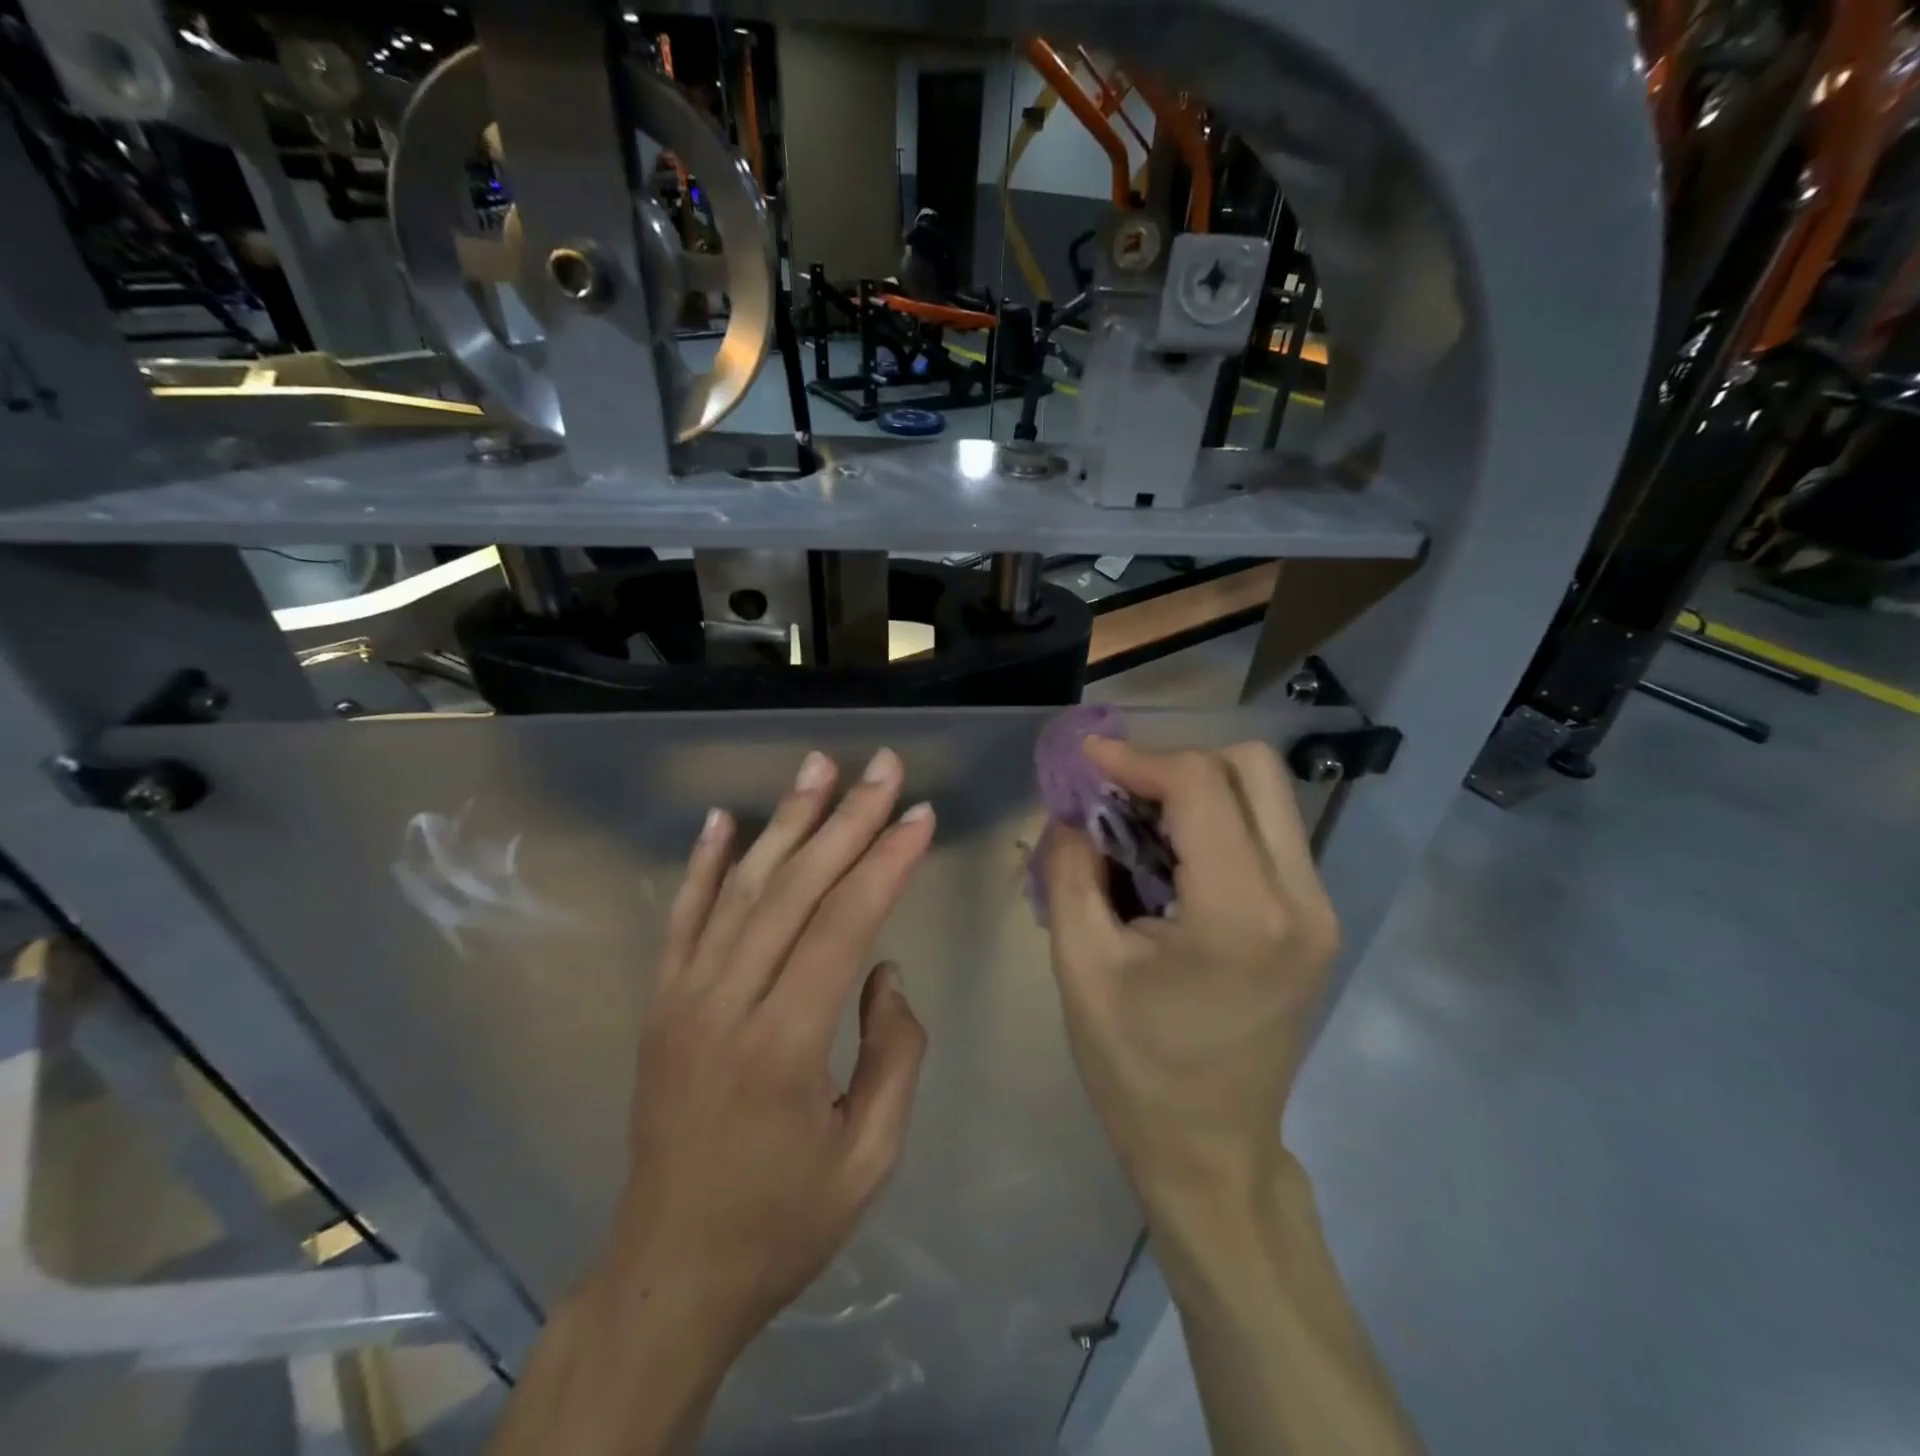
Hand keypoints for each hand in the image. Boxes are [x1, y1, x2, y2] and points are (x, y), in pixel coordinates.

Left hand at [588, 746, 935, 1361]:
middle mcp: (726, 1003)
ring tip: (818, 765)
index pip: (844, 924)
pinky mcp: (660, 1002)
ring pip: (741, 887)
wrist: (668, 1273)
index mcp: (784, 1044)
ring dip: (786, 820)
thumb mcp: (870, 1157)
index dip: (886, 862)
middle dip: (848, 818)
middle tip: (885, 767)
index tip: (921, 813)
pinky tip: (723, 818)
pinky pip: (682, 917)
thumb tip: (886, 971)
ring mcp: (682, 997)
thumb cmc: (782, 1222)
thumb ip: (894, 1054)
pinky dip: (703, 862)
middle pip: (795, 888)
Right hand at [1040, 738, 1337, 1212]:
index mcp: (1242, 914)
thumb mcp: (1080, 964)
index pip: (1200, 784)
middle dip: (1176, 763)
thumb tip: (1072, 808)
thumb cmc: (1135, 1069)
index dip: (1136, 758)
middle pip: (1252, 768)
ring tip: (1137, 821)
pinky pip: (1269, 832)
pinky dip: (1217, 819)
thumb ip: (1071, 868)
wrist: (1211, 1152)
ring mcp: (1319, 909)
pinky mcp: (1315, 920)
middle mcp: (1301, 898)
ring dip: (1198, 789)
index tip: (1085, 762)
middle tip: (1117, 792)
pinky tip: (1171, 854)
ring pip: (1266, 794)